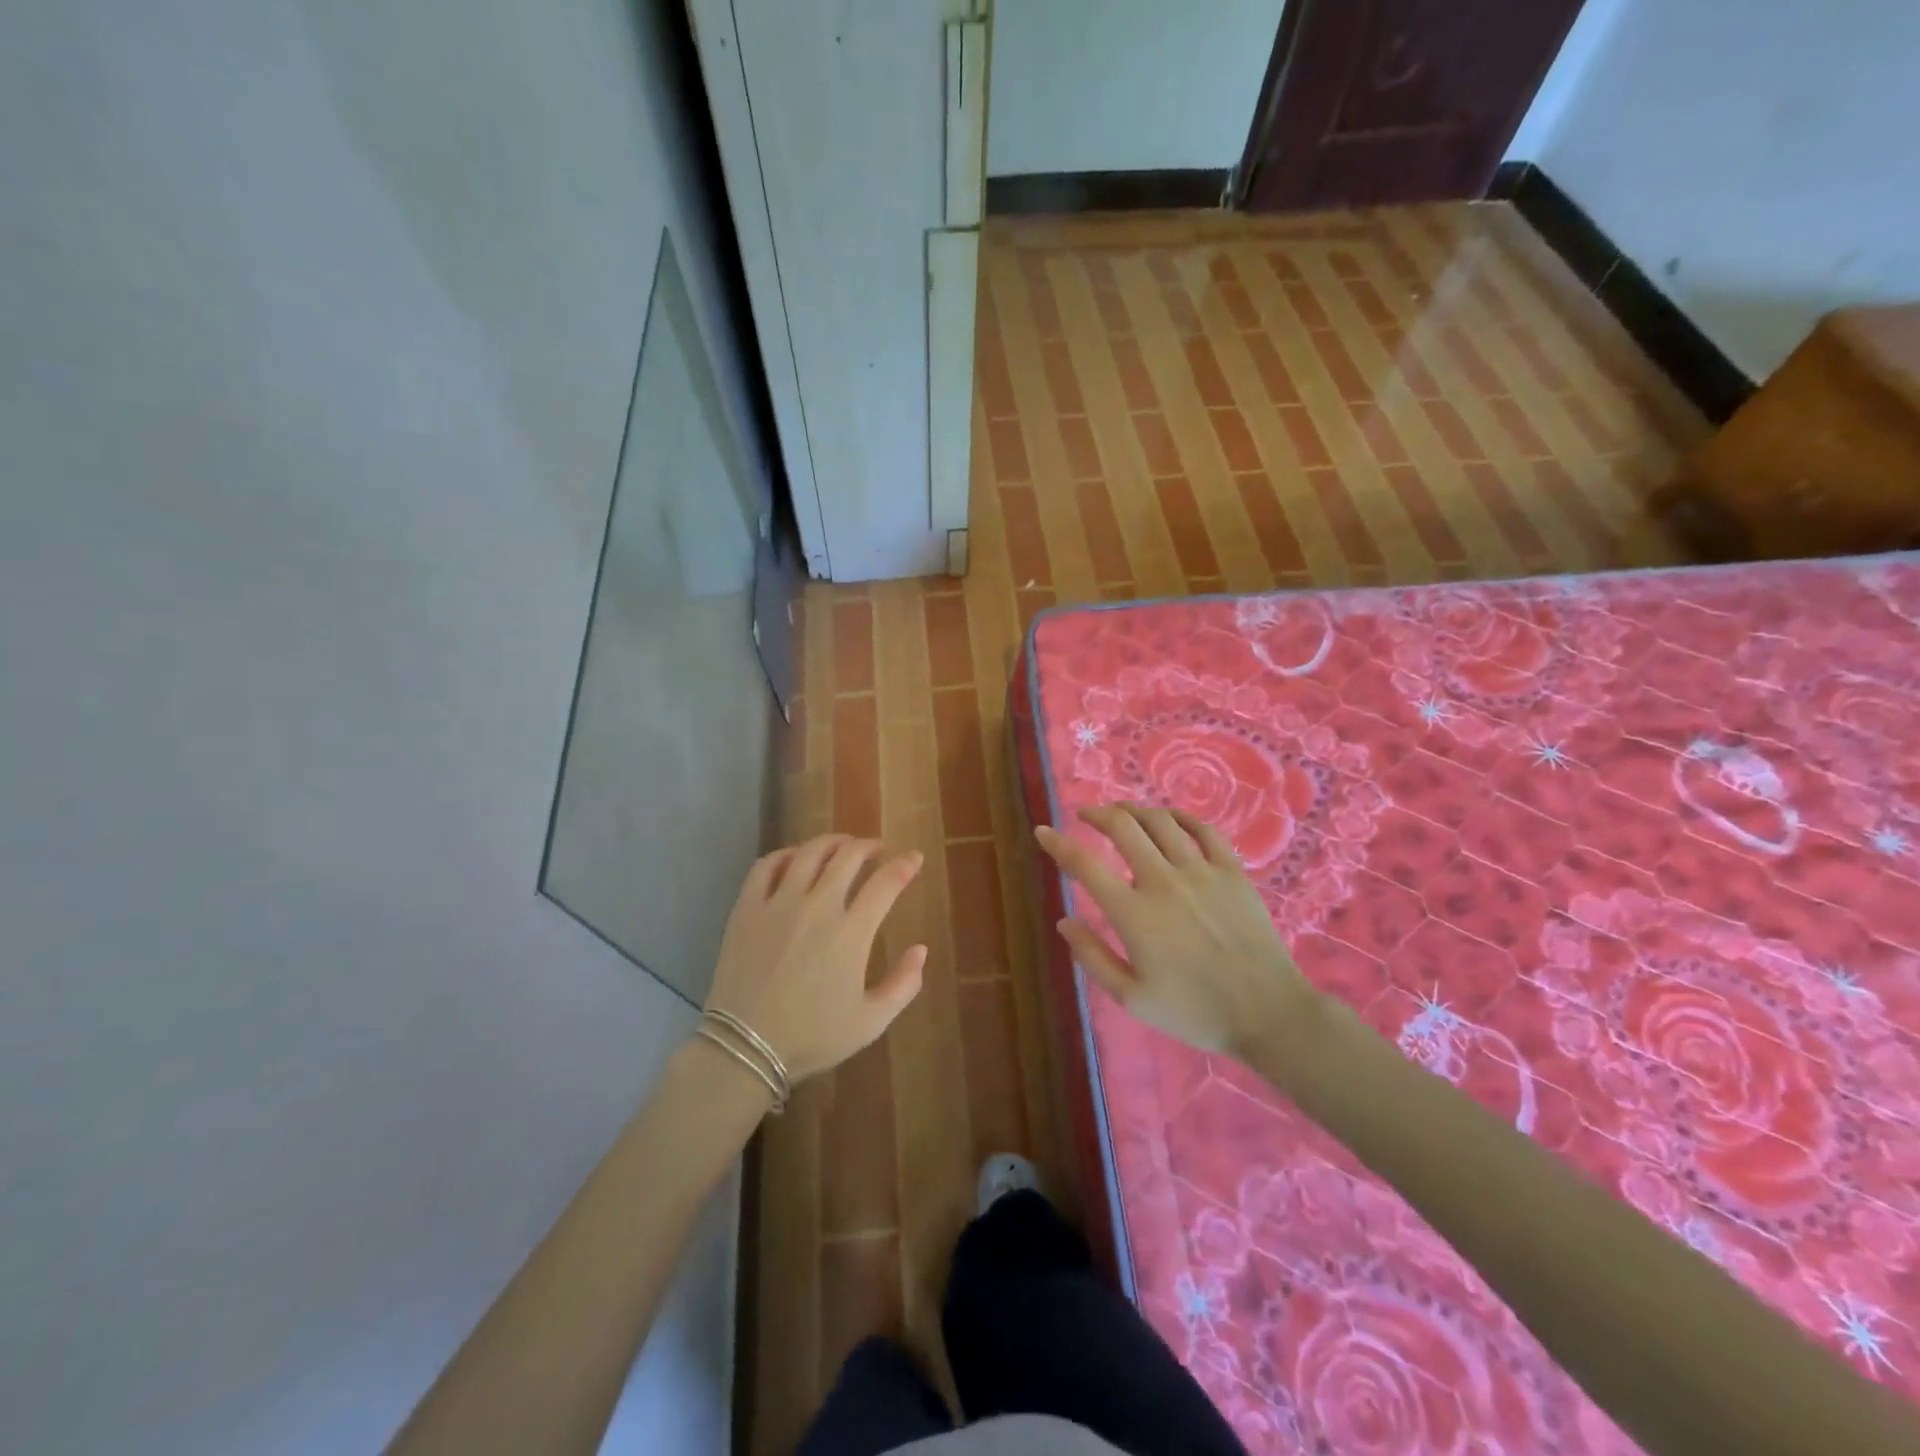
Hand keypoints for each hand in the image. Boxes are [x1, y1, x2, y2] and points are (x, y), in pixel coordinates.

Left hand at [705, 834, 926, 1081]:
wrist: (745, 1049)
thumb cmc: (812, 1037)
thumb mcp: (871, 1022)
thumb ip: (904, 984)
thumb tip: (921, 949)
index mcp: (851, 933)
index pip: (886, 882)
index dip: (905, 865)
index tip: (914, 858)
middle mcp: (817, 907)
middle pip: (849, 856)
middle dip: (869, 846)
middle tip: (877, 849)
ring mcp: (778, 903)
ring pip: (810, 853)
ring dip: (832, 842)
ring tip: (842, 844)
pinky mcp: (746, 908)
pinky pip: (767, 866)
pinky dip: (786, 854)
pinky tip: (795, 858)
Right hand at [1035, 803, 1316, 1054]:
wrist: (1267, 1013)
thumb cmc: (1195, 1011)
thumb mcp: (1132, 998)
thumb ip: (1093, 957)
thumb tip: (1063, 922)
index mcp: (1133, 913)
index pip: (1084, 864)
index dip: (1057, 843)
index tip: (1043, 831)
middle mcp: (1163, 881)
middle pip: (1122, 827)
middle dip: (1097, 814)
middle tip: (1086, 815)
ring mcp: (1201, 871)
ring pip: (1160, 821)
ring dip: (1134, 810)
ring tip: (1122, 813)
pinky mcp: (1232, 871)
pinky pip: (1204, 829)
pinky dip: (1181, 816)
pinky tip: (1169, 818)